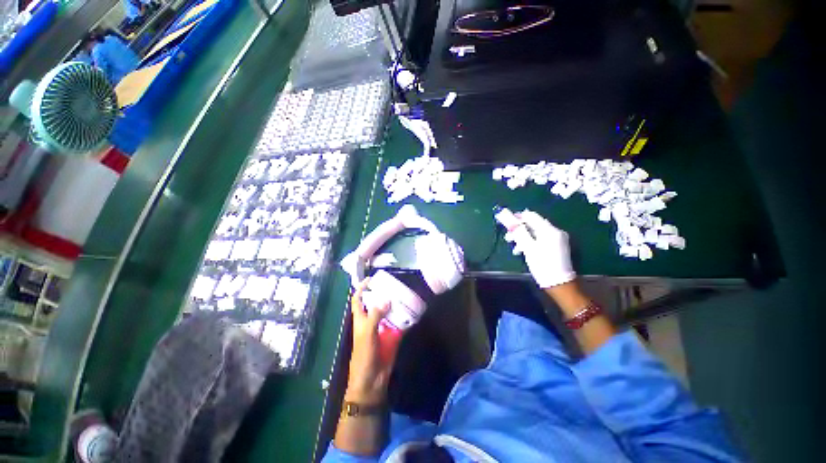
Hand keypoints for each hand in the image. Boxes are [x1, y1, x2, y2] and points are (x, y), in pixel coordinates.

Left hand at [345, 279, 402, 404]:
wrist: (372, 380)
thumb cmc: (364, 355)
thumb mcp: (367, 333)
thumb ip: (376, 315)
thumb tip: (386, 299)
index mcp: (361, 319)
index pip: (358, 299)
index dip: (362, 288)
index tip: (371, 279)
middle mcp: (371, 320)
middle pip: (376, 303)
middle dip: (382, 293)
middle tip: (393, 284)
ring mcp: (383, 328)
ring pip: (389, 312)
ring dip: (395, 304)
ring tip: (404, 293)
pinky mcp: (392, 336)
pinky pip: (399, 323)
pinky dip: (405, 318)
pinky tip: (412, 310)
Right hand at [505, 210, 575, 288]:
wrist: (559, 283)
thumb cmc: (542, 264)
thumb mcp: (528, 248)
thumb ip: (520, 232)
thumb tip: (511, 220)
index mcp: (550, 230)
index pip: (532, 216)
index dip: (518, 217)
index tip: (505, 221)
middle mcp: (555, 231)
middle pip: (533, 225)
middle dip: (519, 230)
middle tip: (508, 237)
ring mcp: (557, 239)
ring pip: (535, 233)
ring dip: (523, 238)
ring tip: (514, 248)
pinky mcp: (556, 246)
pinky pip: (540, 239)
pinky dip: (530, 242)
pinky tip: (522, 251)